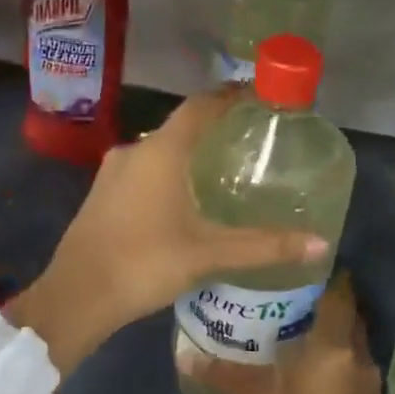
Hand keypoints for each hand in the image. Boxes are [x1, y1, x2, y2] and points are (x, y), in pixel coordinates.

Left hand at [7, 88, 328, 376]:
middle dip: (214, 128)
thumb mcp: (208, 254)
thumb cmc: (144, 263)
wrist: (75, 296)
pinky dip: (168, 171)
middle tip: (249, 140)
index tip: (258, 97)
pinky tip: (184, 199)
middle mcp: (134, 151)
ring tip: (222, 169)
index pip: (200, 106)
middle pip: (180, 126)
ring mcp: (112, 172)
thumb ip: (264, 246)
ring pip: (159, 150)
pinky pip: (143, 169)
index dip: (230, 97)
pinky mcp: (102, 193)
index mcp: (161, 152)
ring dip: (189, 152)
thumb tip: (319, 244)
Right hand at [204, 273, 380, 393]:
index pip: (341, 291)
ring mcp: (370, 382)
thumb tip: (184, 354)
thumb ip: (220, 372)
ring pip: (354, 340)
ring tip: (297, 323)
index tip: (302, 264)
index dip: (326, 273)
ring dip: (333, 330)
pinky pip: (355, 363)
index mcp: (333, 345)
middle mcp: (359, 356)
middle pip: (350, 313)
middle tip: (292, 292)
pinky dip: (338, 355)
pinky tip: (311, 363)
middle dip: (327, 300)